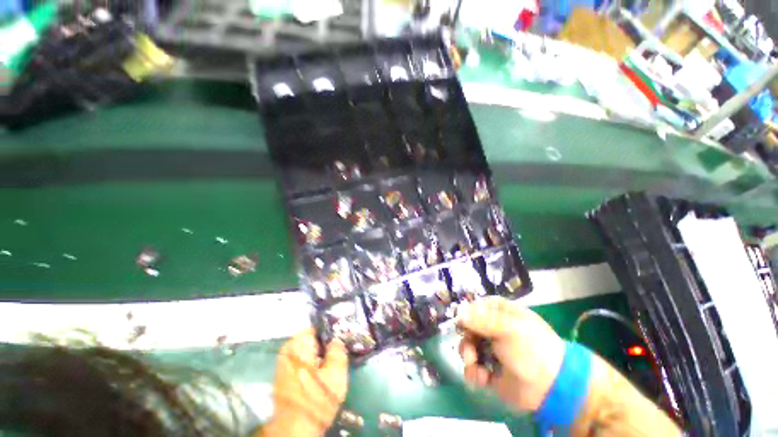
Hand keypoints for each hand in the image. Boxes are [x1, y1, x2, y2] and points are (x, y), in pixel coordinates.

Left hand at [264, 328, 347, 435]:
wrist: (295, 431)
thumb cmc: (316, 400)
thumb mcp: (335, 374)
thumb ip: (338, 350)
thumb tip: (337, 340)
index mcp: (298, 345)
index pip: (319, 327)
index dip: (333, 331)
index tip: (344, 337)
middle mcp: (288, 350)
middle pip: (313, 339)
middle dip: (327, 344)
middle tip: (340, 352)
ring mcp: (284, 363)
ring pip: (309, 351)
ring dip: (321, 355)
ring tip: (333, 364)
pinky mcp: (285, 376)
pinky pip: (303, 361)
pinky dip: (314, 364)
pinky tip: (323, 373)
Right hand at [458, 297, 565, 411]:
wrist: (551, 387)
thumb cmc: (531, 349)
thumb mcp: (508, 329)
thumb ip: (481, 319)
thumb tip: (458, 311)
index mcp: (498, 312)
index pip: (473, 307)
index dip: (465, 316)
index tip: (461, 326)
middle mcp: (491, 327)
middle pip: (467, 328)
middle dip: (466, 341)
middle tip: (469, 354)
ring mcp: (490, 348)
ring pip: (467, 347)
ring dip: (468, 358)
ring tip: (476, 368)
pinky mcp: (489, 368)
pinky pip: (472, 366)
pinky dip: (473, 373)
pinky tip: (481, 379)